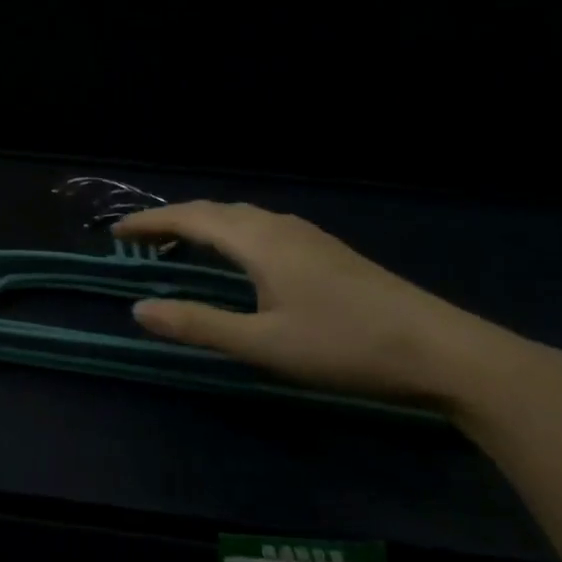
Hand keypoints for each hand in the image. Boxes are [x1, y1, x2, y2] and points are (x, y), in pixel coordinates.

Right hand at [114, 201, 557, 414]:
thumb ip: (198, 324)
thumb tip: (138, 308)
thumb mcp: (263, 344)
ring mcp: (308, 235)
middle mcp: (278, 227)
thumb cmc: (345, 346)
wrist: (445, 351)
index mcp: (257, 241)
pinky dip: (230, 231)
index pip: (189, 218)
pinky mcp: (327, 250)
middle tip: (140, 238)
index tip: (116, 231)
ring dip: (203, 223)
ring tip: (180, 243)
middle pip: (213, 210)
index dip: (149, 222)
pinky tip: (239, 255)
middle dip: (172, 219)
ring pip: (240, 216)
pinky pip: (261, 225)